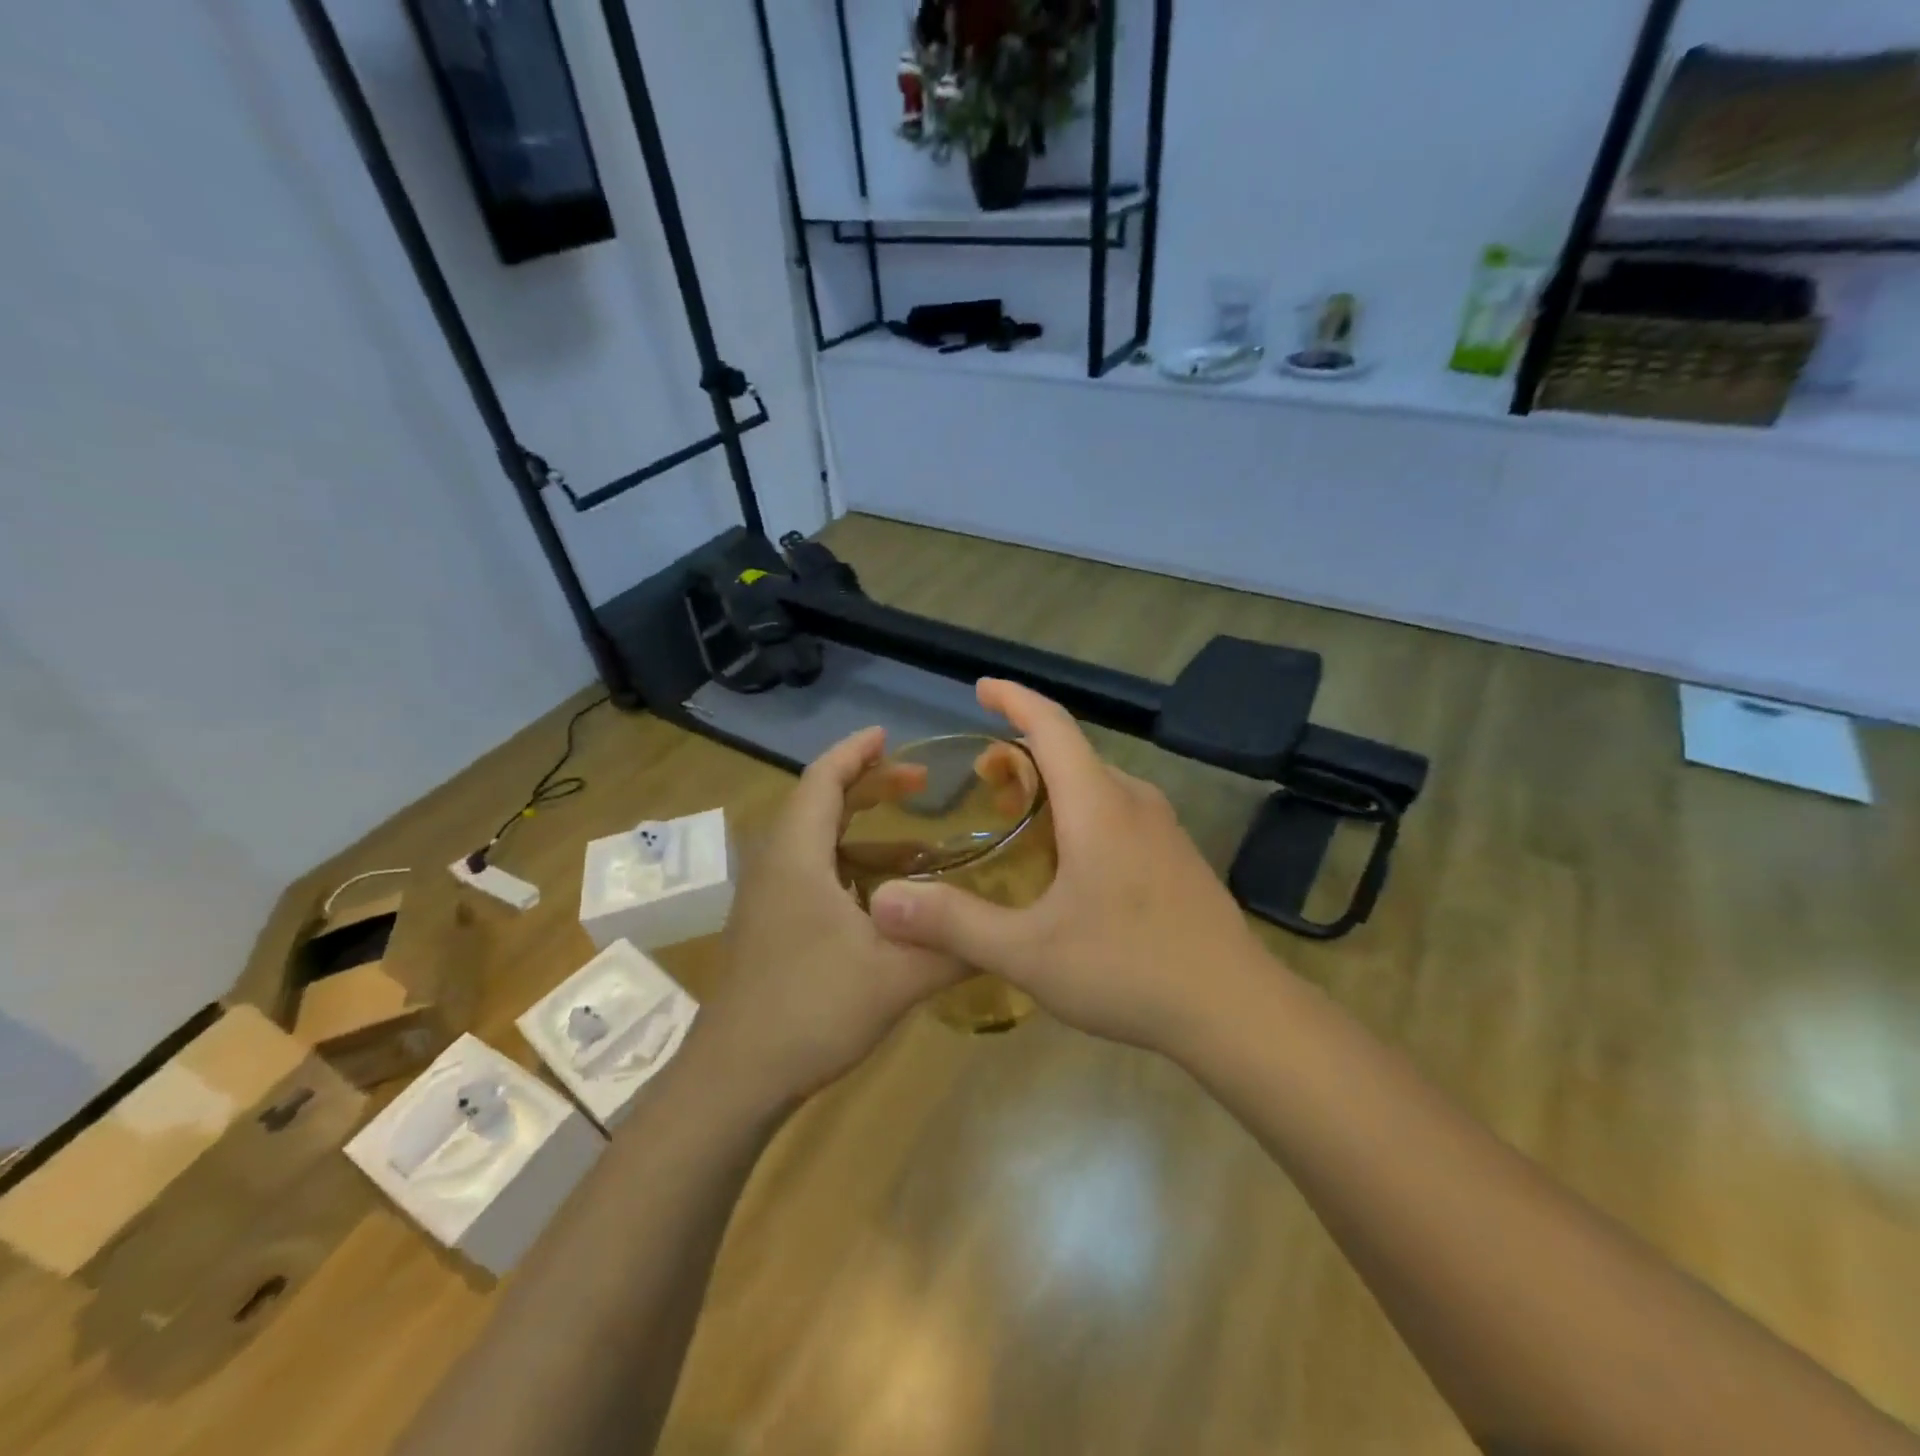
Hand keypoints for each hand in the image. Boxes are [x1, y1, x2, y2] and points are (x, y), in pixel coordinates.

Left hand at [692, 727, 964, 1113]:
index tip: (890, 735)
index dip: (856, 752)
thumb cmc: (810, 1011)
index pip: (822, 780)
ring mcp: (766, 899)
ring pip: (816, 844)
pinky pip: (811, 875)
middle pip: (819, 805)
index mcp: (797, 857)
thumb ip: (954, 948)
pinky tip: (887, 900)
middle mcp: (775, 866)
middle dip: (868, 787)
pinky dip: (850, 869)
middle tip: (919, 783)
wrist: (735, 1079)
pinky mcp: (768, 927)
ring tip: (919, 844)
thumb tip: (1008, 929)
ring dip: (863, 833)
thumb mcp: (896, 978)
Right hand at [868, 679, 1265, 1053]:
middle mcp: (1134, 801)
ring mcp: (1164, 829)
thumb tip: (883, 901)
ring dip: (1055, 783)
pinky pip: (1119, 811)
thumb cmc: (1129, 969)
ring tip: (1019, 813)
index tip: (982, 687)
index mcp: (1097, 804)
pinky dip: (1082, 810)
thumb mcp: (1029, 953)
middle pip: (1073, 752)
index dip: (1014, 698)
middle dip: (1024, 751)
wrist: (1236, 1009)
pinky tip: (1070, 861)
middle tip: (984, 778)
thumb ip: (954, 923)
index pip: (1052, 725)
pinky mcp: (1178, 857)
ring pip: (1098, 783)